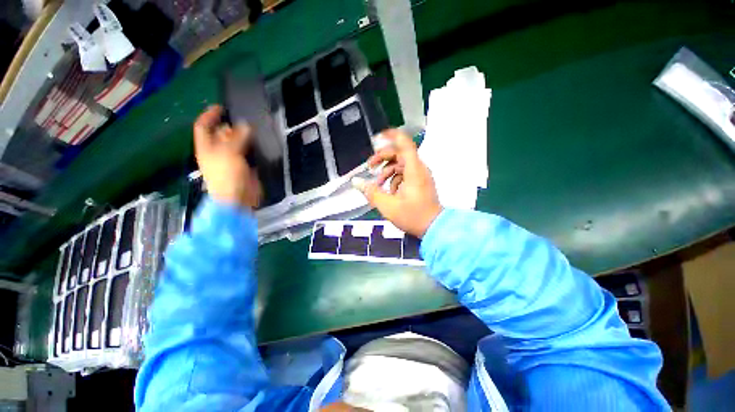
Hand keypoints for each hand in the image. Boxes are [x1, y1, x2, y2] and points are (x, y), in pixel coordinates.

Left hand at [194, 105, 261, 208]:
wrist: (236, 201)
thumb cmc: (226, 175)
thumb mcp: (229, 150)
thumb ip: (237, 135)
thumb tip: (244, 126)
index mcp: (205, 147)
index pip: (202, 126)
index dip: (209, 114)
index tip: (221, 106)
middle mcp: (214, 151)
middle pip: (218, 132)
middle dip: (228, 123)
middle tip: (241, 118)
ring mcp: (227, 159)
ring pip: (232, 140)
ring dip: (241, 133)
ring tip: (252, 126)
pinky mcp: (239, 165)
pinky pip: (243, 150)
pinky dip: (249, 144)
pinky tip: (257, 140)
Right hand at [353, 129, 442, 237]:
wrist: (434, 229)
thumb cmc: (414, 216)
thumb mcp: (388, 206)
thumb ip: (371, 192)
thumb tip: (356, 181)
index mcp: (414, 169)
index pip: (404, 144)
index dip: (391, 135)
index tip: (378, 136)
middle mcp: (419, 168)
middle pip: (399, 153)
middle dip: (382, 158)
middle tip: (369, 166)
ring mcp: (421, 175)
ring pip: (401, 164)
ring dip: (387, 170)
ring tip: (377, 183)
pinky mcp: (421, 183)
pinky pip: (405, 173)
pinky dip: (395, 178)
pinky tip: (388, 191)